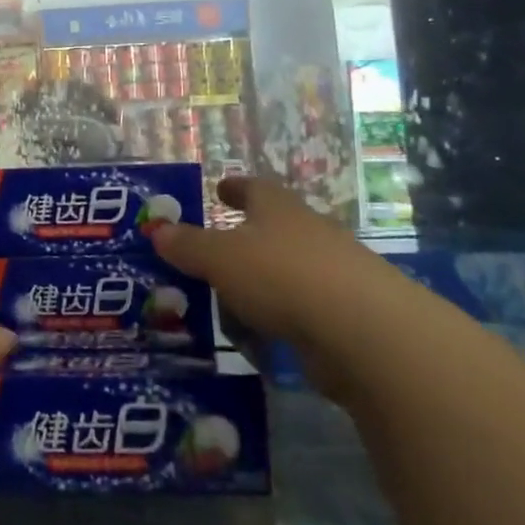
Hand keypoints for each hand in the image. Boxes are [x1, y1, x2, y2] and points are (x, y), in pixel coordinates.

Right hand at [150, 176, 408, 390]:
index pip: (255, 188)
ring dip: (261, 283)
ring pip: (287, 272)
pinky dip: (279, 318)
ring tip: (227, 300)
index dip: (236, 188)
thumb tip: (158, 230)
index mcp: (279, 210)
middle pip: (274, 229)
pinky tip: (259, 336)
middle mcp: (309, 234)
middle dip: (245, 239)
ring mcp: (334, 275)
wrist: (366, 333)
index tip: (220, 189)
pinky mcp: (347, 317)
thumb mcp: (220, 257)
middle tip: (213, 253)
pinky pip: (301, 311)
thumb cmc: (282, 276)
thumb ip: (188, 245)